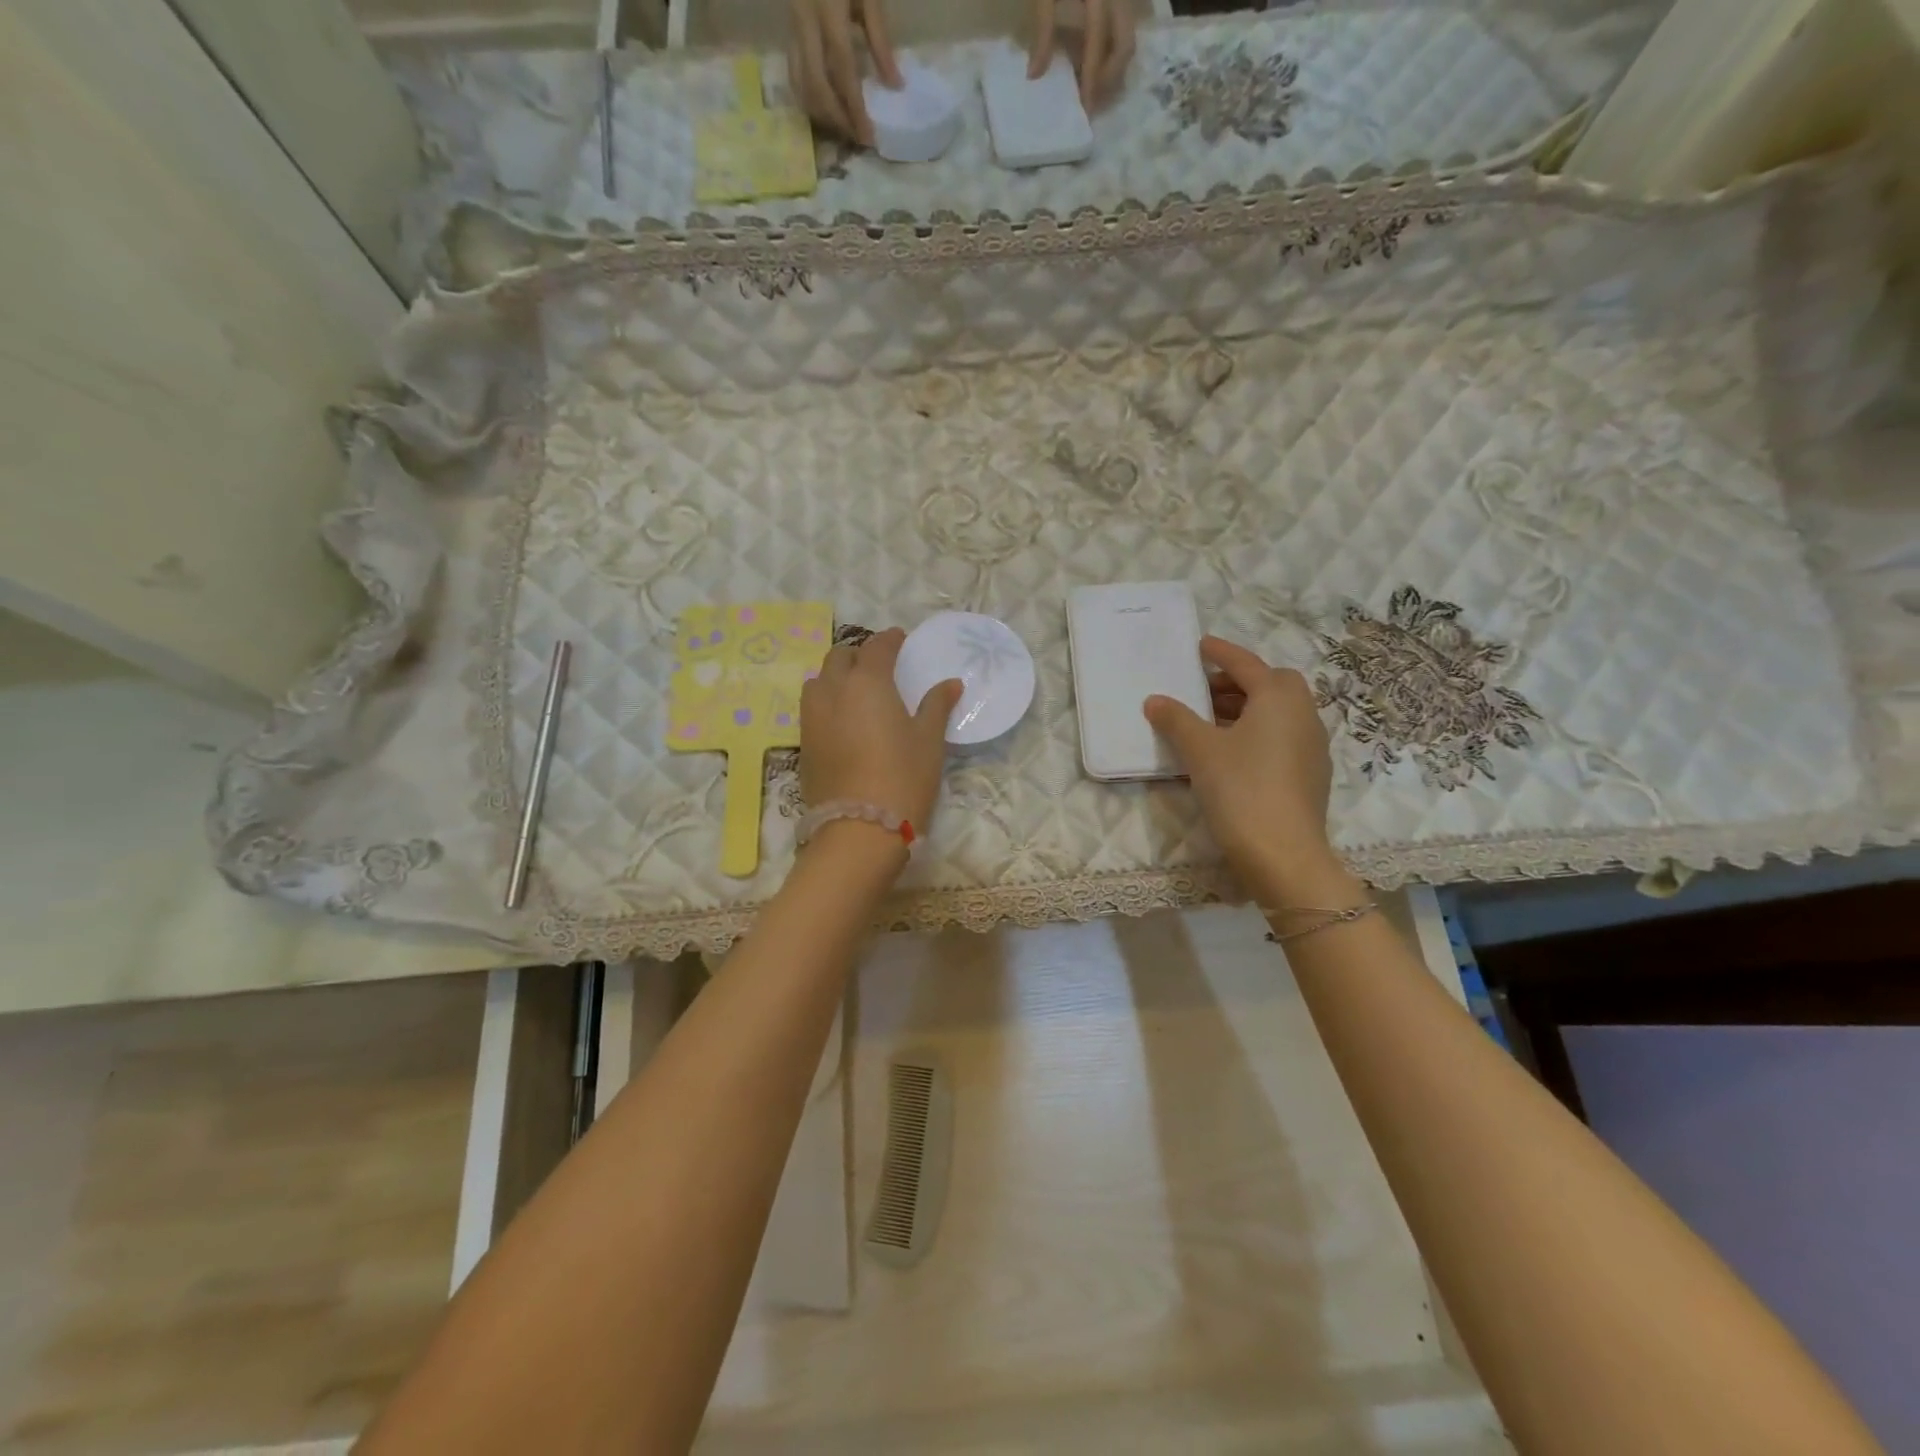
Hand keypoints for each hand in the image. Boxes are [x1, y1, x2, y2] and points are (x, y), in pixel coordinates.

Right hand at [787, 0, 901, 144]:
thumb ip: (880, 40)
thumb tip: (895, 86)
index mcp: (827, 9)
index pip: (842, 70)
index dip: (854, 108)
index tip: (869, 137)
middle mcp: (804, 21)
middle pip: (816, 85)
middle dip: (837, 119)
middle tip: (857, 139)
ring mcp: (791, 27)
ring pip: (800, 84)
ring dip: (822, 114)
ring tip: (844, 129)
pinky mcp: (787, 32)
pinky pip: (794, 75)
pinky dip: (810, 100)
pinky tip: (827, 112)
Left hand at [800, 628, 959, 832]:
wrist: (859, 827)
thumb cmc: (903, 777)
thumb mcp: (928, 740)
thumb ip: (936, 706)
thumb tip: (950, 683)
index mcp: (867, 682)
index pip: (876, 647)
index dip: (890, 640)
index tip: (900, 640)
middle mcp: (833, 690)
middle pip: (839, 657)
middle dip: (859, 654)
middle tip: (878, 665)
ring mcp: (812, 717)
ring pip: (819, 680)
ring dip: (836, 676)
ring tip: (856, 689)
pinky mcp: (803, 743)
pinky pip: (812, 708)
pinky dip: (827, 701)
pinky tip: (843, 719)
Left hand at [1030, 0, 1135, 112]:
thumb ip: (1043, 28)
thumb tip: (1035, 76)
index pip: (1098, 39)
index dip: (1092, 75)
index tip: (1085, 107)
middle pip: (1125, 43)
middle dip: (1109, 79)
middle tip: (1091, 105)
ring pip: (1128, 38)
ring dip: (1113, 70)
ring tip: (1092, 91)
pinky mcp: (1119, 0)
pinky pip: (1123, 29)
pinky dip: (1111, 53)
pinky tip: (1094, 67)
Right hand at [1144, 637, 1348, 899]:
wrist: (1283, 854)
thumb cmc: (1241, 789)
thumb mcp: (1200, 750)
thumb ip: (1176, 720)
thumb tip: (1155, 700)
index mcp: (1279, 698)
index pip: (1246, 664)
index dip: (1221, 653)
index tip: (1200, 646)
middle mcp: (1303, 714)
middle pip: (1269, 685)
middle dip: (1236, 682)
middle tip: (1201, 690)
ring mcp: (1312, 746)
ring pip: (1276, 714)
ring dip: (1244, 709)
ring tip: (1208, 721)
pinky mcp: (1310, 775)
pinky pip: (1280, 738)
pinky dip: (1255, 733)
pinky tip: (1229, 754)